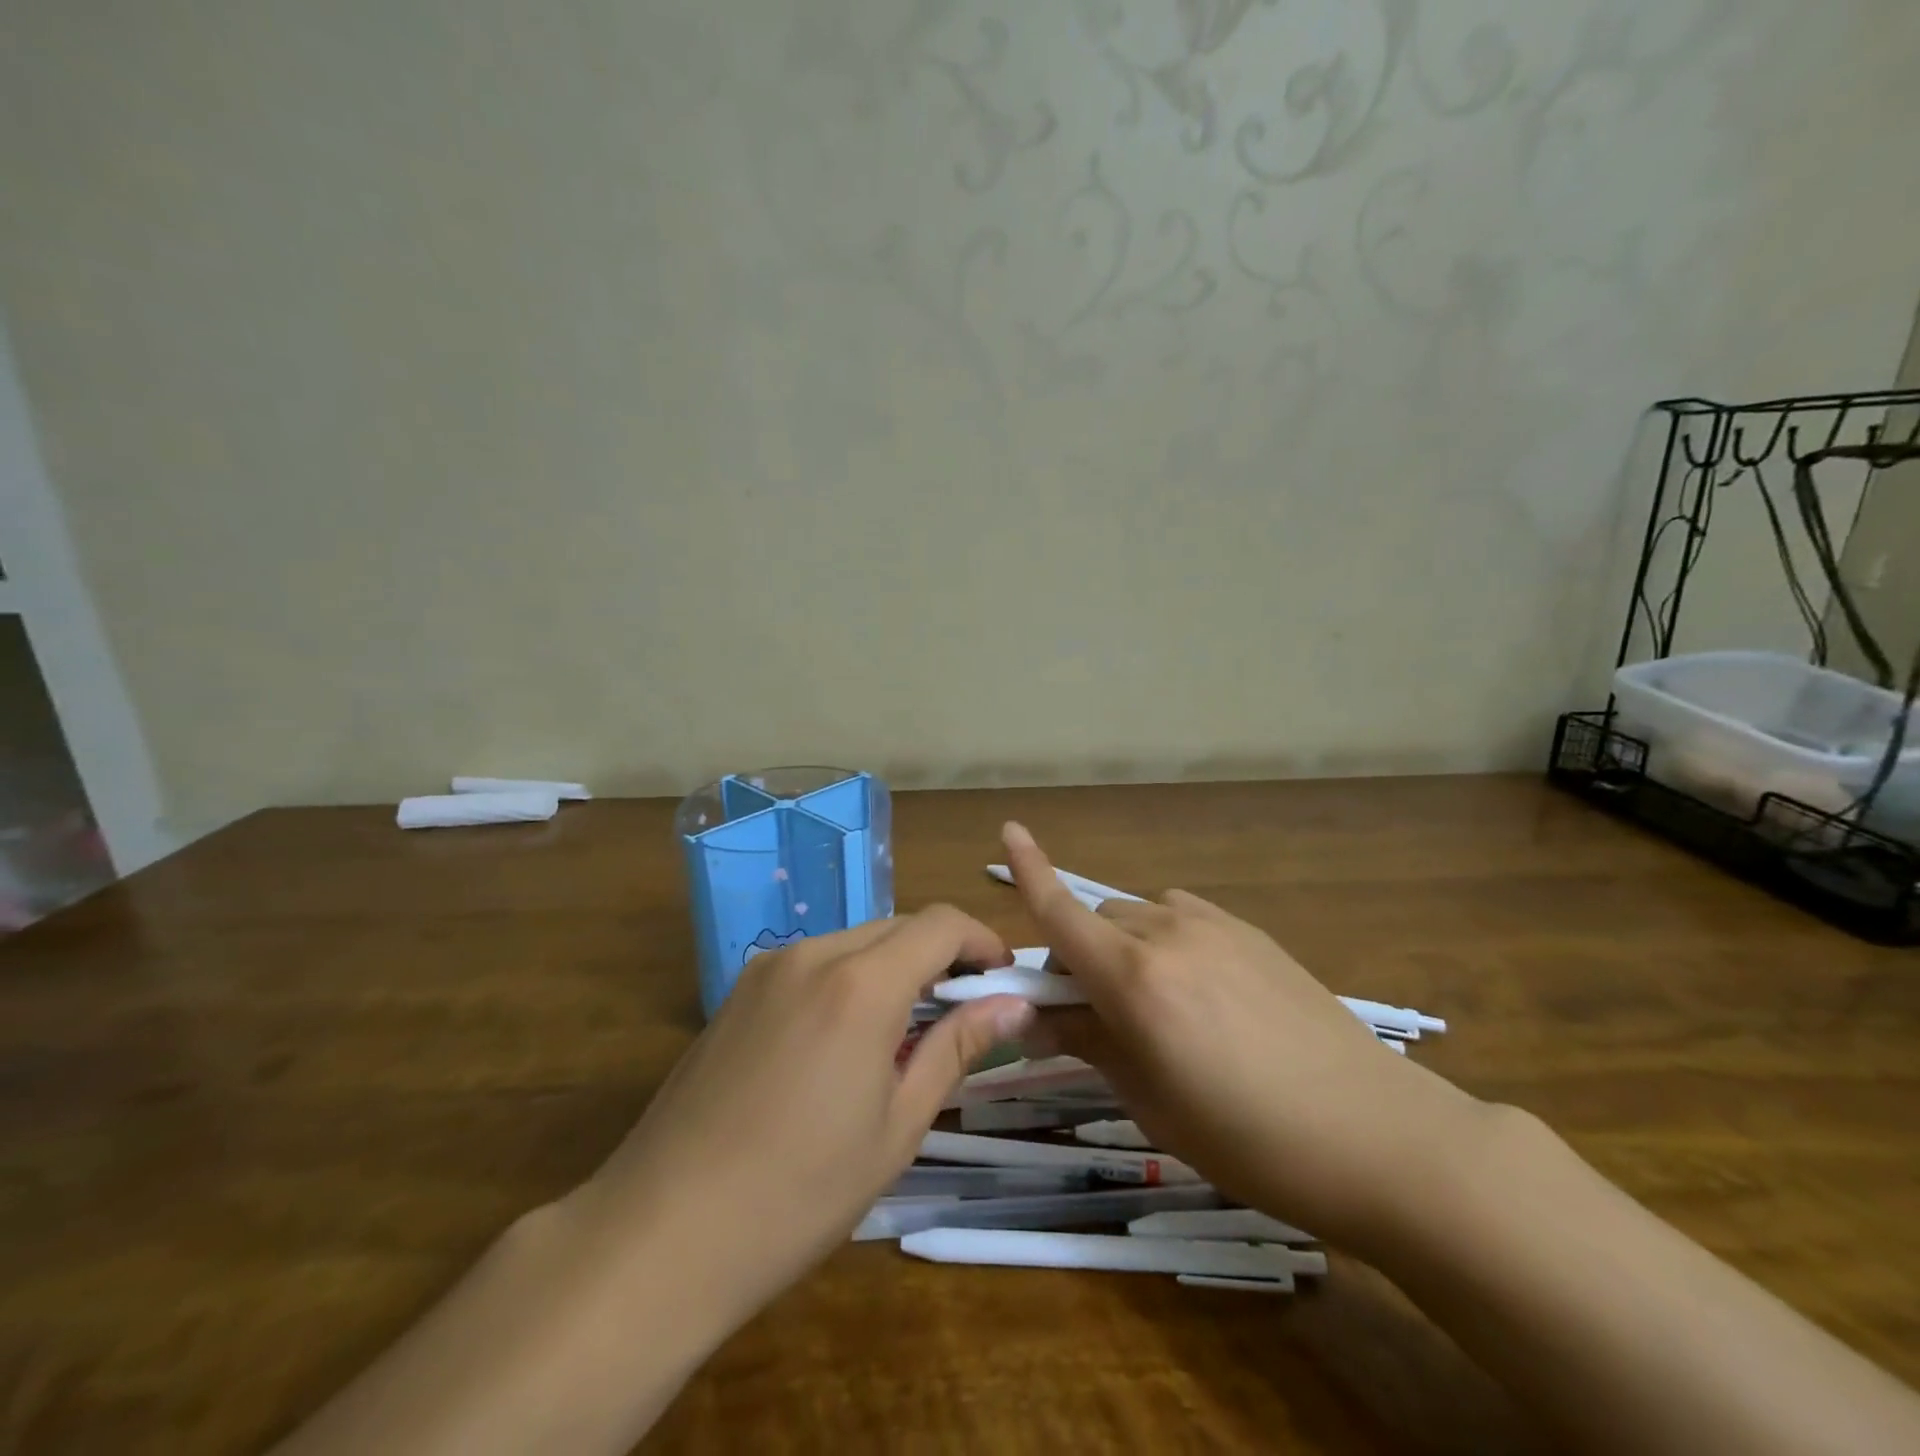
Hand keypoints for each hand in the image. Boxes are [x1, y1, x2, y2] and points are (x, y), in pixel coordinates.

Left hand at [570, 906, 1034, 1326]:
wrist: (661, 1233)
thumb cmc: (800, 1192)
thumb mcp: (897, 1126)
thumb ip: (957, 1048)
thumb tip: (1014, 1004)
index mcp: (860, 984)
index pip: (940, 923)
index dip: (981, 940)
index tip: (1002, 978)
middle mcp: (813, 955)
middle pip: (898, 926)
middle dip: (940, 956)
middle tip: (961, 1014)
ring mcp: (767, 969)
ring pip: (854, 942)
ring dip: (893, 967)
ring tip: (903, 1034)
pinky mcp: (737, 992)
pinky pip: (813, 963)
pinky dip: (848, 980)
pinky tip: (842, 1042)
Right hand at [1003, 822, 1484, 1249]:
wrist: (1377, 1133)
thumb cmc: (1249, 1139)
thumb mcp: (1151, 1101)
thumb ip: (1089, 1043)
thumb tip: (1036, 1017)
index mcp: (1135, 978)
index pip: (1061, 912)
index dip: (1028, 871)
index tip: (1007, 831)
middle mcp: (1168, 934)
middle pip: (1097, 921)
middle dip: (1078, 953)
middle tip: (1090, 1010)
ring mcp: (1215, 927)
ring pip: (1139, 918)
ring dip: (1122, 946)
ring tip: (1152, 1003)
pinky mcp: (1251, 932)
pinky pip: (1182, 918)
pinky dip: (1165, 940)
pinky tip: (1198, 988)